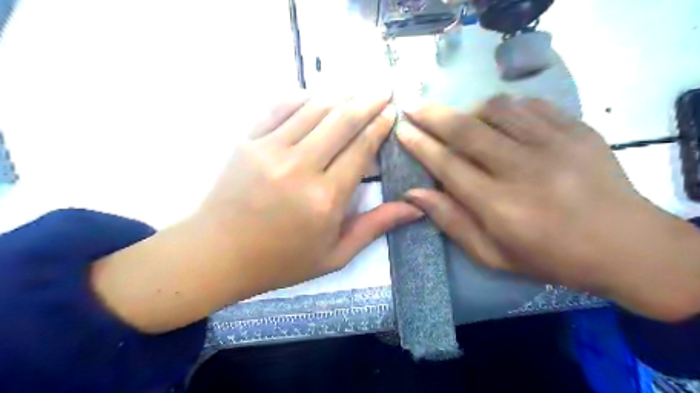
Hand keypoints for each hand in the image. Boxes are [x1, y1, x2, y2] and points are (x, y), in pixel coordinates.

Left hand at [93, 89, 419, 331]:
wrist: (217, 255)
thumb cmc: (280, 261)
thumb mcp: (335, 255)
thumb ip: (375, 227)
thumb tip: (415, 209)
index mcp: (325, 199)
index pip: (361, 149)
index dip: (379, 126)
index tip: (391, 112)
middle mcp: (300, 168)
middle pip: (342, 121)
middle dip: (367, 101)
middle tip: (384, 90)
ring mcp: (269, 150)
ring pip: (313, 109)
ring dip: (339, 95)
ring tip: (357, 89)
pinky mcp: (246, 141)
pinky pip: (277, 107)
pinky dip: (300, 96)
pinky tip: (314, 95)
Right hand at [399, 95, 699, 322]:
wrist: (625, 246)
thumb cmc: (549, 257)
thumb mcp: (492, 254)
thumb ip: (451, 221)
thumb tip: (414, 193)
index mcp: (498, 205)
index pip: (447, 165)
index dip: (420, 144)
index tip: (402, 129)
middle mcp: (522, 169)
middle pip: (466, 130)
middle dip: (433, 115)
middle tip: (413, 106)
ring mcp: (553, 144)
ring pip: (497, 109)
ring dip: (470, 110)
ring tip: (462, 120)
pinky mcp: (577, 129)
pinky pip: (530, 105)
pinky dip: (506, 108)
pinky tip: (501, 120)